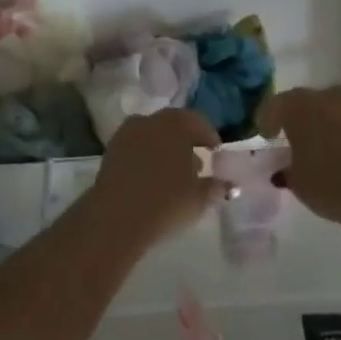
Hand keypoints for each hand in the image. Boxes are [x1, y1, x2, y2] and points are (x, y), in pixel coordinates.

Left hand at [87, 109, 222, 246]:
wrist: (115, 218)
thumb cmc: (166, 202)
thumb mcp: (199, 197)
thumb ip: (216, 187)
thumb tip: (230, 186)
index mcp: (175, 124)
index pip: (197, 121)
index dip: (208, 136)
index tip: (215, 152)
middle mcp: (149, 121)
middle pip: (172, 125)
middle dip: (185, 141)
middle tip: (196, 162)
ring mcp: (126, 134)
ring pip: (151, 135)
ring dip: (164, 148)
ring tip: (173, 173)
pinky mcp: (109, 152)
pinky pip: (135, 148)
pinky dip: (145, 157)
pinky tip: (151, 178)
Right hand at [257, 86, 340, 231]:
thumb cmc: (332, 182)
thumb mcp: (298, 184)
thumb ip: (287, 171)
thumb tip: (285, 168)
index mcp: (299, 105)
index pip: (274, 105)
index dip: (266, 120)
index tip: (266, 137)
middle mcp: (328, 96)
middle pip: (306, 104)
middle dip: (299, 122)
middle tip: (295, 144)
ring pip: (334, 112)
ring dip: (327, 126)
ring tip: (326, 153)